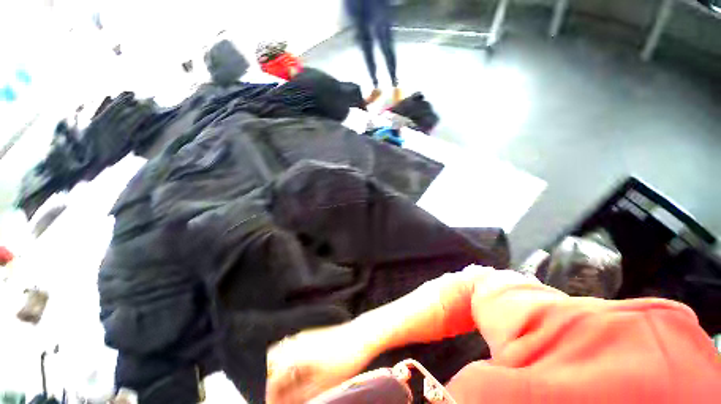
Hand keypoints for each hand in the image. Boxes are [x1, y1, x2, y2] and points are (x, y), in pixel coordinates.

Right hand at [266, 321, 378, 403]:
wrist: (360, 336)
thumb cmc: (344, 360)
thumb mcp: (322, 385)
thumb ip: (299, 396)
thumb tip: (286, 402)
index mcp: (295, 355)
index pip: (273, 380)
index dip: (272, 396)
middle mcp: (295, 342)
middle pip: (272, 363)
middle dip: (273, 382)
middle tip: (279, 396)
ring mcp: (303, 336)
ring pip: (281, 354)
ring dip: (281, 371)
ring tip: (288, 387)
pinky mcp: (311, 334)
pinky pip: (291, 348)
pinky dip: (289, 362)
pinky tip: (299, 372)